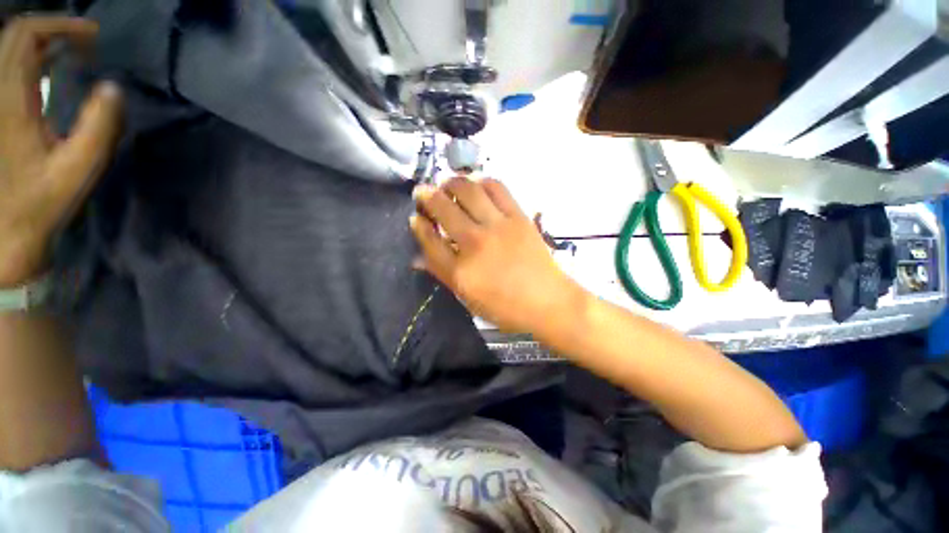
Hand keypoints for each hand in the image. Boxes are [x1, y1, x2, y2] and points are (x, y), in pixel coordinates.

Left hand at [0, 16, 121, 287]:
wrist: (4, 232)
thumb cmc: (39, 203)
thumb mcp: (76, 170)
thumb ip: (98, 128)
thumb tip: (113, 88)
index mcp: (10, 100)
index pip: (27, 35)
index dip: (61, 25)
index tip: (93, 37)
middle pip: (15, 35)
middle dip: (53, 29)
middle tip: (86, 45)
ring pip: (8, 48)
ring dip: (41, 42)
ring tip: (71, 52)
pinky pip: (7, 68)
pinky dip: (31, 58)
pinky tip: (48, 67)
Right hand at [411, 177, 585, 335]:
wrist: (547, 302)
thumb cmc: (505, 307)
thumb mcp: (468, 298)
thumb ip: (442, 274)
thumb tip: (417, 258)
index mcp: (460, 271)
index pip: (429, 240)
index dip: (418, 225)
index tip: (415, 217)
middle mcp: (475, 243)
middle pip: (443, 209)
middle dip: (427, 196)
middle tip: (424, 192)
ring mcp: (498, 227)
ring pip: (468, 191)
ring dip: (452, 183)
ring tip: (447, 184)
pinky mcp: (518, 217)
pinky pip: (497, 188)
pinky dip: (483, 182)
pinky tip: (477, 185)